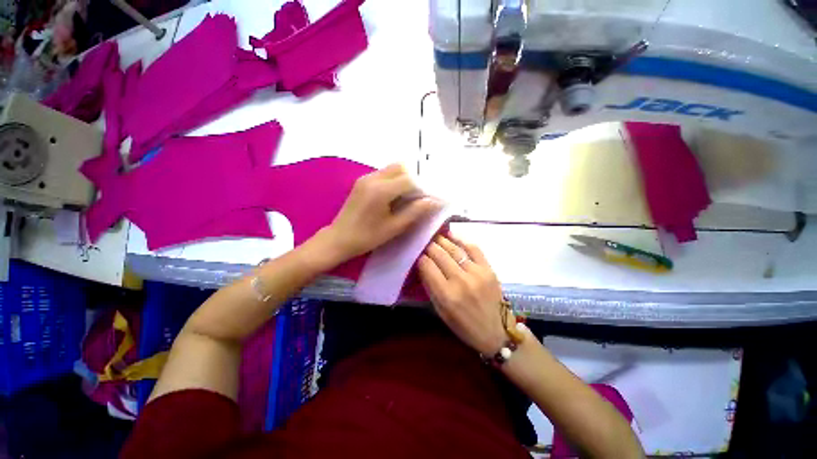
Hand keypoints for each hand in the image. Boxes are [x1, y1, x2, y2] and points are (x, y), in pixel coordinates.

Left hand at [324, 164, 440, 261]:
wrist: (338, 239)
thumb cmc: (367, 237)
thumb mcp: (394, 227)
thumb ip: (415, 212)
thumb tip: (433, 201)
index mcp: (381, 190)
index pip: (410, 180)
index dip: (423, 188)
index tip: (429, 200)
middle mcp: (373, 178)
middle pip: (401, 167)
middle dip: (414, 180)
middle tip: (418, 197)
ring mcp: (365, 178)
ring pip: (392, 169)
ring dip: (404, 179)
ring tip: (408, 198)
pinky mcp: (361, 181)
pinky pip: (384, 174)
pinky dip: (394, 181)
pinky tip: (395, 197)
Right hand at [417, 234, 510, 355]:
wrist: (496, 332)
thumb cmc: (464, 326)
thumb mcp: (441, 312)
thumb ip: (430, 287)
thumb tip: (423, 265)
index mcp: (446, 295)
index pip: (427, 266)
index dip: (420, 257)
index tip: (417, 253)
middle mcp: (460, 281)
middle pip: (439, 255)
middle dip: (429, 246)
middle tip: (424, 241)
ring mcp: (476, 273)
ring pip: (454, 249)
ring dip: (442, 240)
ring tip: (434, 236)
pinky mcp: (488, 269)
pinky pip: (473, 249)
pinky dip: (461, 240)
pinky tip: (452, 235)